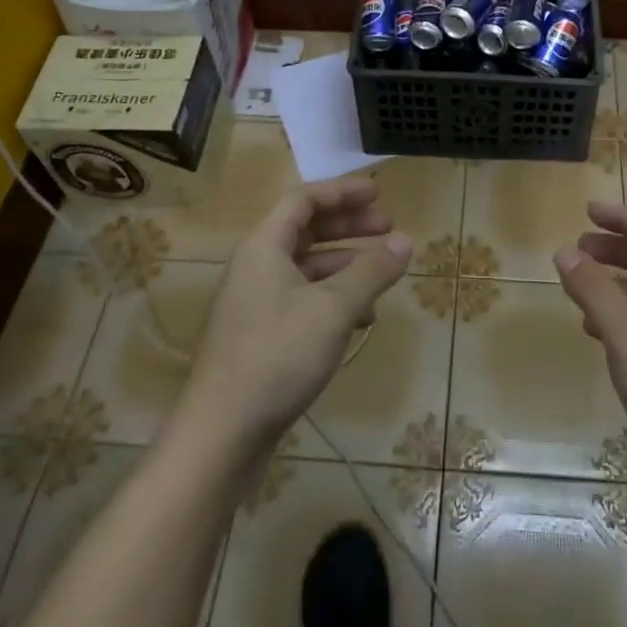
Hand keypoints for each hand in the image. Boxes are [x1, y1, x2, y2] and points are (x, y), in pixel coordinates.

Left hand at [182, 178, 411, 453]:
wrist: (221, 435)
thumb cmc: (277, 357)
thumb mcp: (334, 309)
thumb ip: (372, 271)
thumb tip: (405, 241)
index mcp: (264, 248)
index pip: (304, 200)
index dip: (342, 191)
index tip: (379, 193)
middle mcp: (255, 268)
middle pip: (306, 230)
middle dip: (349, 226)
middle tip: (388, 228)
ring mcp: (255, 304)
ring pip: (306, 268)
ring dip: (345, 265)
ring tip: (382, 275)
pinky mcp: (260, 336)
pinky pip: (302, 300)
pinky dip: (333, 299)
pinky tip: (361, 319)